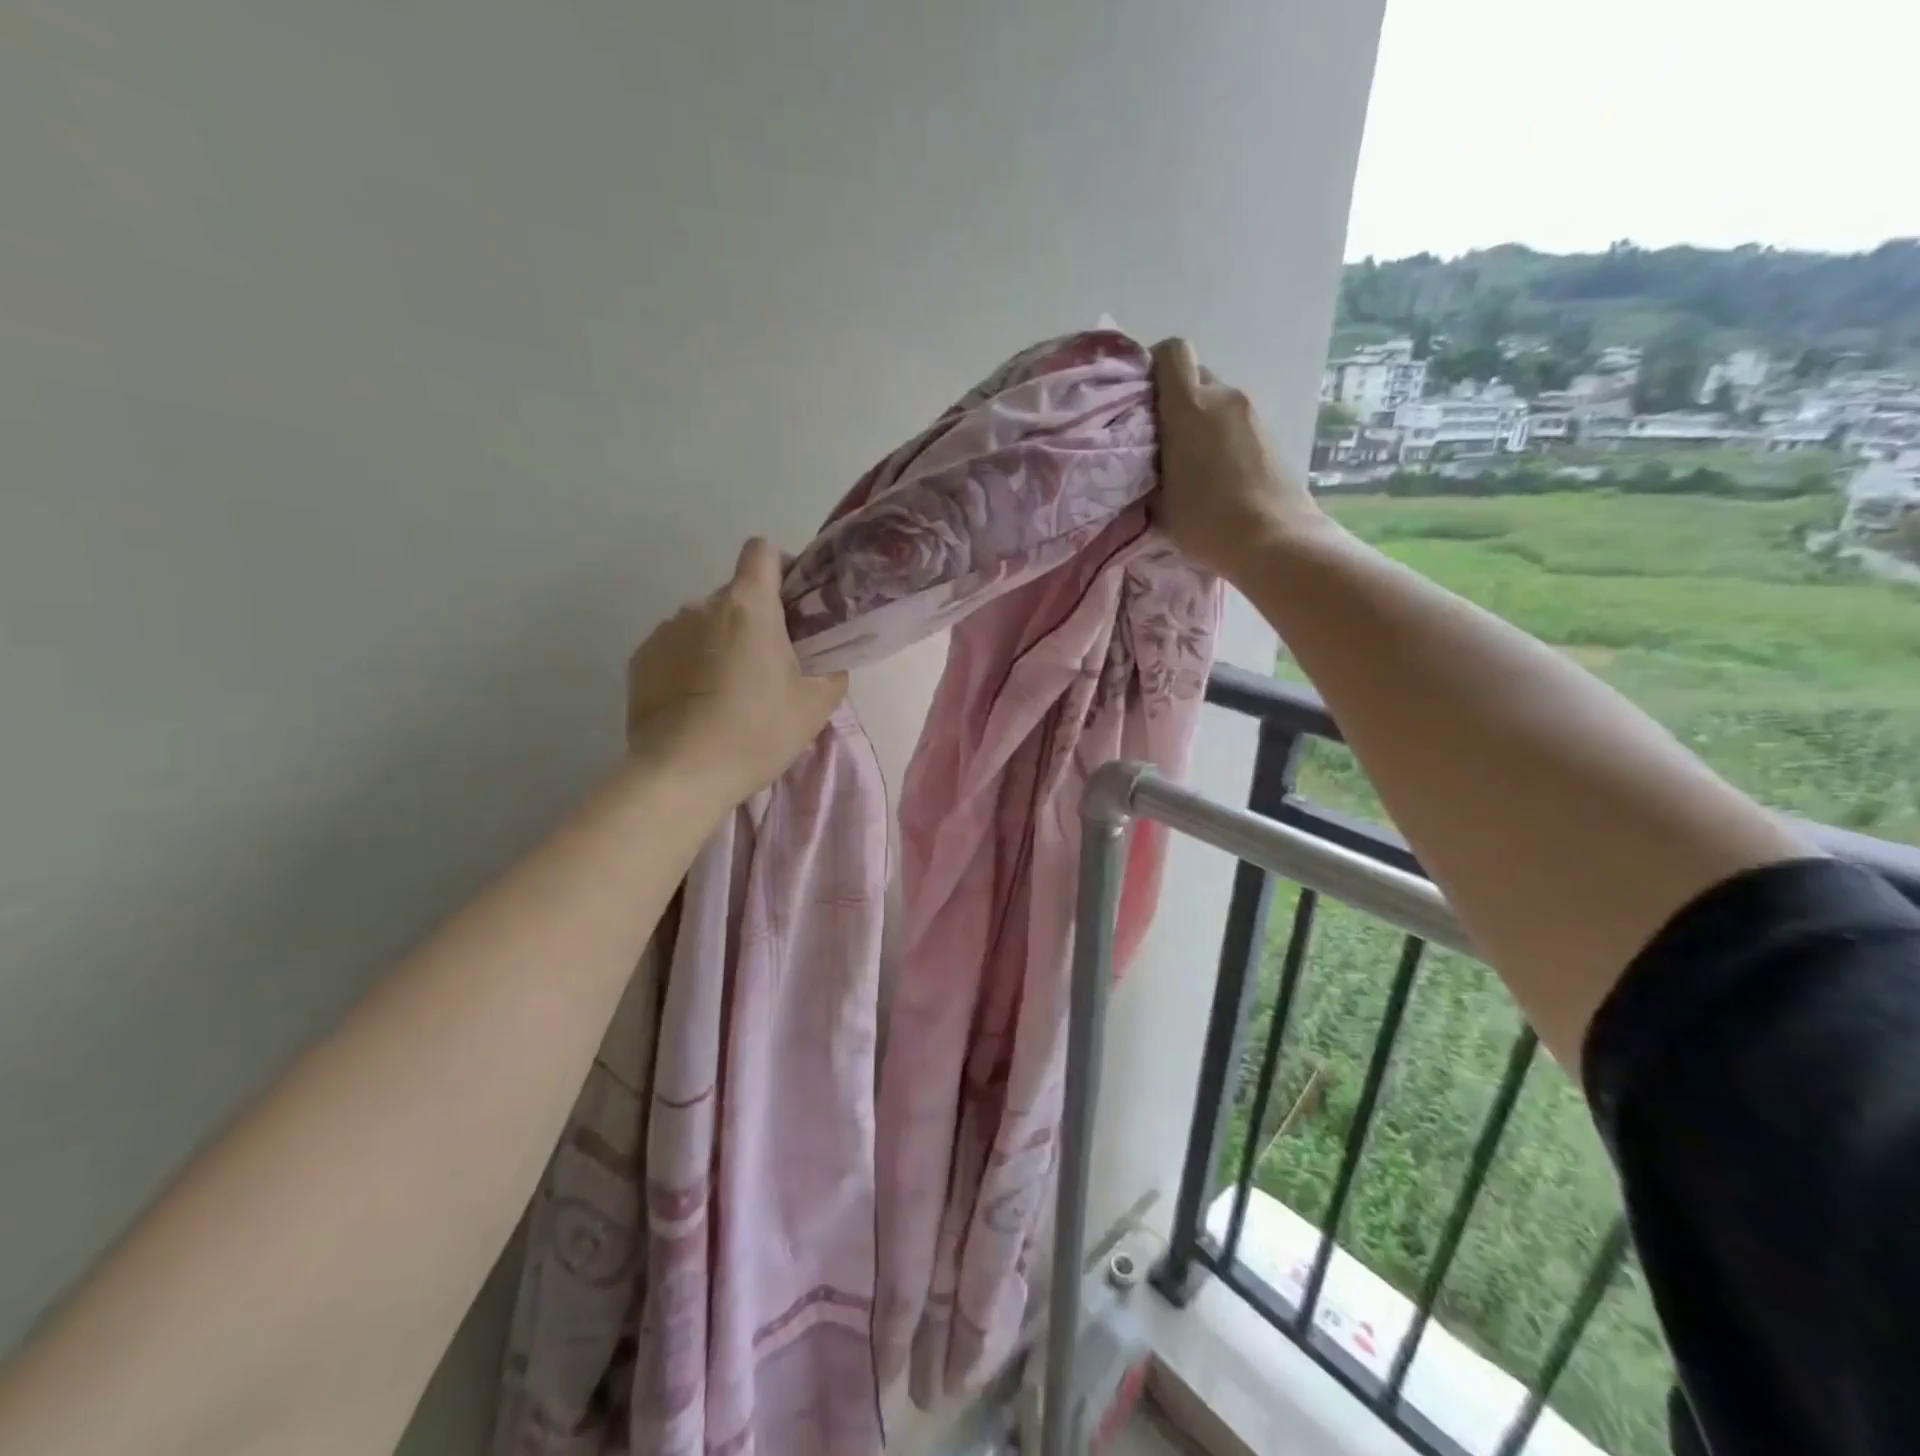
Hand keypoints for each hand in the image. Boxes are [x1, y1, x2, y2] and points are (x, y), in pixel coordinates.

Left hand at [626, 538, 847, 804]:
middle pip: (735, 595)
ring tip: (727, 692)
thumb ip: (832, 669)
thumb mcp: (816, 705)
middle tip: (767, 666)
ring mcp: (665, 631)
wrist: (682, 774)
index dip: (780, 567)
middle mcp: (702, 606)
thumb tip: (826, 659)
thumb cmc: (758, 732)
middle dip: (753, 620)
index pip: (762, 551)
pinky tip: (696, 704)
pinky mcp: (640, 660)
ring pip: (704, 623)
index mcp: (748, 607)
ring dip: (719, 643)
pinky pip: (675, 648)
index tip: (791, 603)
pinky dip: (689, 664)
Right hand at [1151, 337, 1329, 582]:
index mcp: (1190, 407)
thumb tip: (1147, 458)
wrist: (1274, 540)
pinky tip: (1217, 473)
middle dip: (1176, 400)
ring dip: (1201, 421)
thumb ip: (1149, 467)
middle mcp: (1224, 397)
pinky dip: (1221, 436)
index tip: (1143, 397)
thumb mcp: (1159, 501)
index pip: (1172, 352)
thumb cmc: (1207, 522)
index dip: (1154, 365)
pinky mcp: (1270, 432)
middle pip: (1195, 376)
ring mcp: (1252, 412)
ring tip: (1190, 463)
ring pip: (1216, 401)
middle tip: (1162, 439)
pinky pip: (1235, 421)